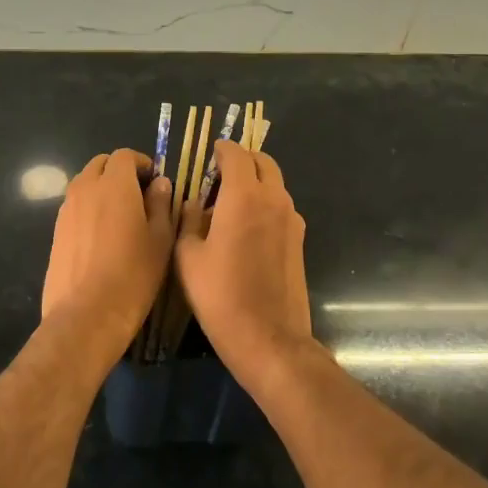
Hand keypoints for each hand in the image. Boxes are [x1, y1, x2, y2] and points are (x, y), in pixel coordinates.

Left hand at [41, 150, 173, 362]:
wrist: (87, 314)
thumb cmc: (133, 275)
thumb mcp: (160, 240)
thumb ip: (161, 204)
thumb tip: (159, 183)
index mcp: (114, 184)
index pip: (124, 155)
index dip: (142, 163)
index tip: (154, 181)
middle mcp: (86, 188)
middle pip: (101, 164)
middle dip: (119, 171)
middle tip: (138, 194)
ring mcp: (66, 209)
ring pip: (85, 183)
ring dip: (102, 187)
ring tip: (120, 215)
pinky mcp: (56, 230)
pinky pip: (74, 205)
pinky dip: (88, 207)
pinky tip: (101, 235)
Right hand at [175, 141, 313, 385]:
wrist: (269, 339)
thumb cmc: (221, 295)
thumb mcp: (188, 256)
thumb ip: (188, 220)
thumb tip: (194, 203)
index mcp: (244, 196)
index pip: (236, 154)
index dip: (221, 149)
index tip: (209, 152)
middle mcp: (274, 199)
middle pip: (263, 162)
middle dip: (242, 160)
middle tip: (218, 173)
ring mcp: (292, 220)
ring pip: (274, 184)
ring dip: (254, 182)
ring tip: (227, 202)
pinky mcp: (299, 240)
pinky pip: (280, 207)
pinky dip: (264, 203)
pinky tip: (244, 227)